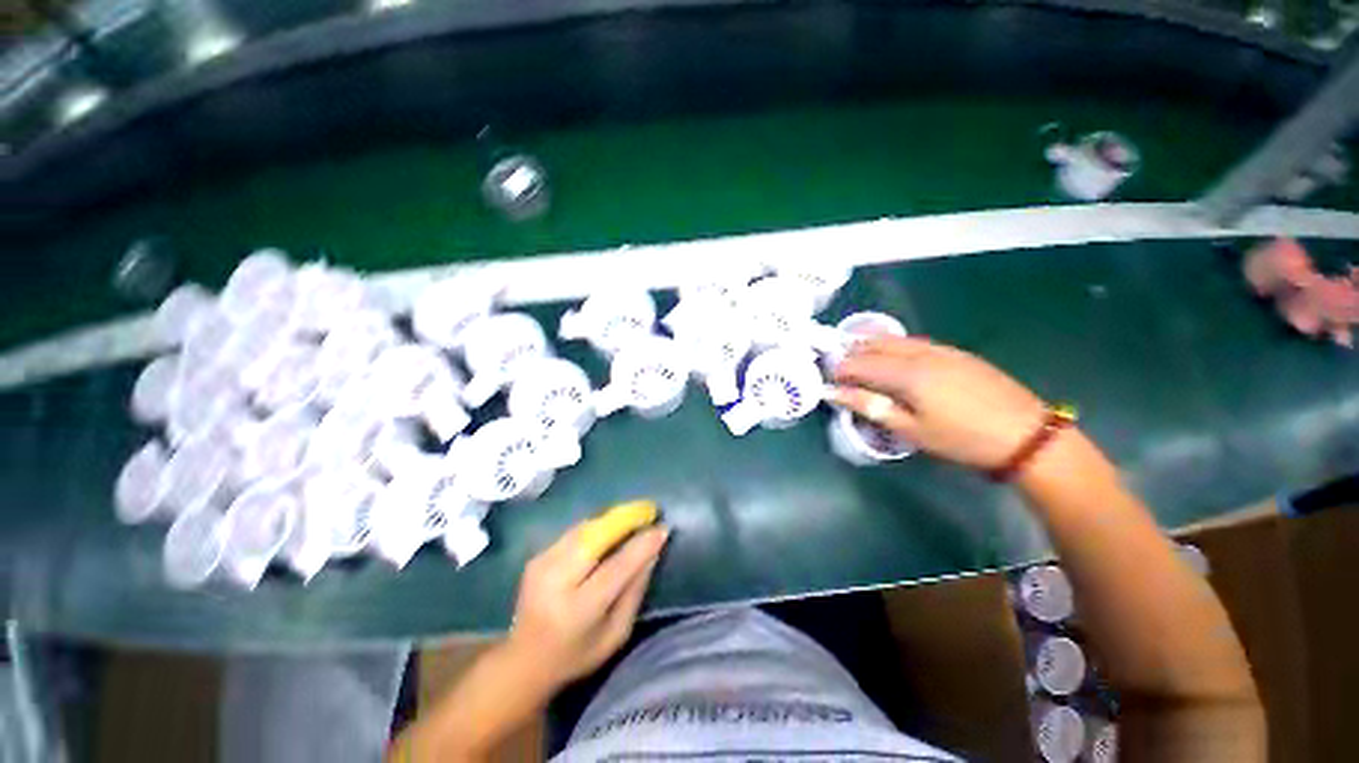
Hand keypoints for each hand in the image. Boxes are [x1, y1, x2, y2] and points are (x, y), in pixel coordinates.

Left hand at [505, 522, 669, 688]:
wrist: (523, 661)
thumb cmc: (577, 655)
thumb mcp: (615, 634)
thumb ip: (634, 591)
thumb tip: (652, 551)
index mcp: (578, 610)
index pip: (616, 568)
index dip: (641, 545)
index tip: (663, 528)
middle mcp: (556, 582)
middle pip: (596, 537)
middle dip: (625, 518)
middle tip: (649, 508)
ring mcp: (542, 565)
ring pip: (585, 528)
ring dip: (612, 517)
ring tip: (635, 512)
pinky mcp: (536, 557)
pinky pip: (574, 532)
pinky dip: (597, 524)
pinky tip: (612, 524)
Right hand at [831, 337, 1047, 470]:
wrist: (1026, 436)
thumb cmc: (961, 439)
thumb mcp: (910, 429)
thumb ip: (869, 406)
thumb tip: (834, 393)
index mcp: (906, 373)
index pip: (859, 363)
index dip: (839, 370)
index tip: (830, 382)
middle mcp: (920, 353)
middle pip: (875, 345)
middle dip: (852, 354)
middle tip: (842, 371)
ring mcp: (941, 349)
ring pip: (895, 340)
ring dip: (872, 347)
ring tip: (861, 360)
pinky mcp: (956, 352)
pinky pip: (915, 342)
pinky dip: (895, 346)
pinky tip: (894, 357)